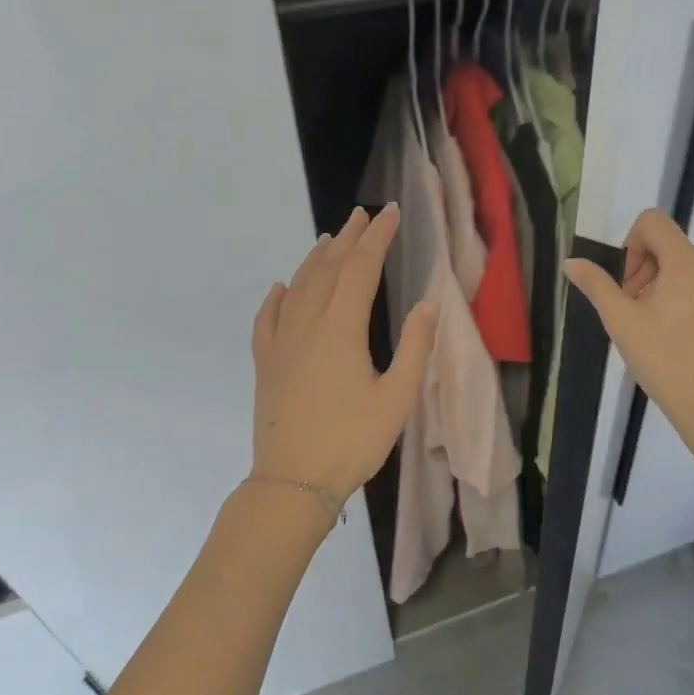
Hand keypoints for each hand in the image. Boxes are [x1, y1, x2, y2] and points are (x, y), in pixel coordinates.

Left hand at [251, 205, 436, 503]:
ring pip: (298, 287)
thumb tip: (427, 304)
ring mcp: (280, 343)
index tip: (391, 213)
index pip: (361, 269)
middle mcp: (306, 325)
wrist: (293, 481)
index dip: (378, 238)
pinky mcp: (266, 364)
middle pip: (328, 269)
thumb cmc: (352, 441)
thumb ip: (415, 348)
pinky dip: (277, 296)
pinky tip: (281, 287)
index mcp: (341, 329)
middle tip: (363, 215)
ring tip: (330, 238)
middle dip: (349, 239)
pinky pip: (268, 318)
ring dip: (316, 259)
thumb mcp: (397, 398)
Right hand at [563, 209, 693, 456]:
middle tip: (628, 310)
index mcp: (686, 262)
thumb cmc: (663, 358)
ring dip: (658, 288)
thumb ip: (596, 285)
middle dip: (640, 270)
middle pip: (668, 246)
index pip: (653, 222)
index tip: (624, 284)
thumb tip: (572, 262)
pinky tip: (672, 342)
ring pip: (684, 271)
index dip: (629, 244)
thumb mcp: (621, 321)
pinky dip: (680, 303)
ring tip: (647, 329)